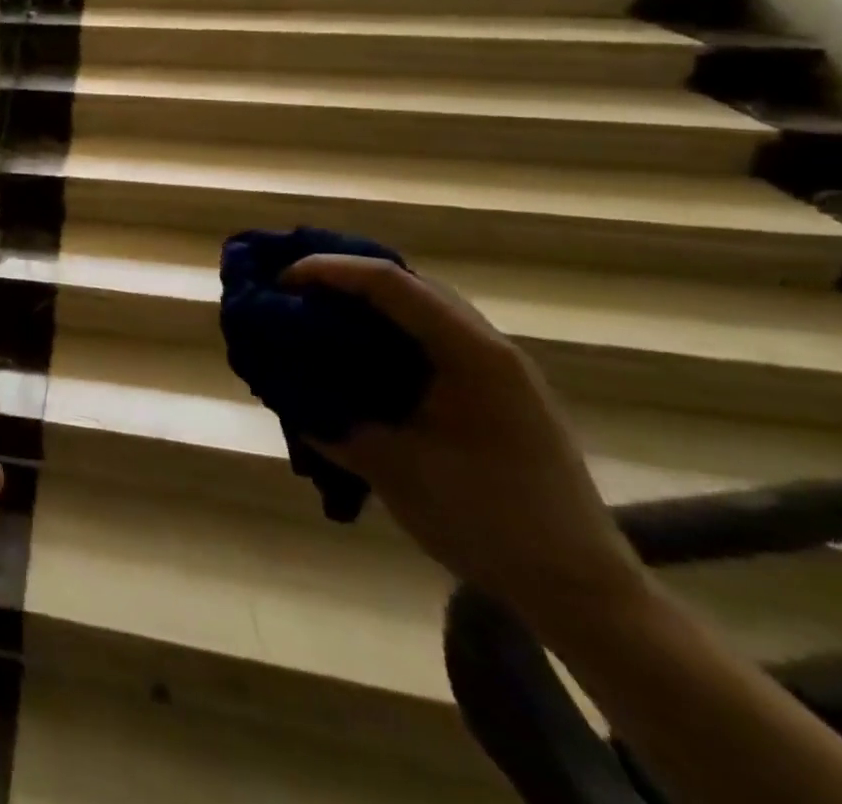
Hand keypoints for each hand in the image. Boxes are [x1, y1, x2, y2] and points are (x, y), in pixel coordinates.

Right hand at [284, 255, 646, 630]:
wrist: (582, 591)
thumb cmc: (487, 521)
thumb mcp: (391, 469)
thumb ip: (330, 421)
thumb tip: (283, 388)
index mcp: (470, 354)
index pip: (389, 282)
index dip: (328, 271)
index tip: (280, 282)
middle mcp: (489, 347)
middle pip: (408, 284)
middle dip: (344, 278)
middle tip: (292, 293)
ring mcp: (500, 370)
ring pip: (422, 309)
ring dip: (367, 304)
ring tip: (317, 316)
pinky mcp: (498, 393)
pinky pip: (433, 337)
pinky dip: (388, 332)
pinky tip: (359, 357)